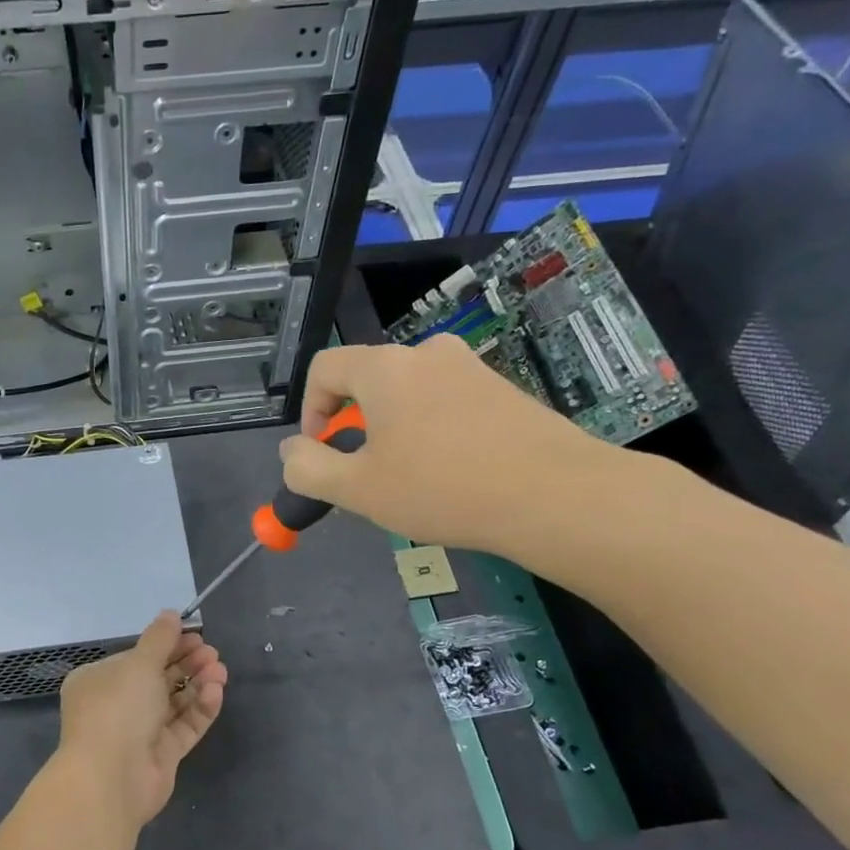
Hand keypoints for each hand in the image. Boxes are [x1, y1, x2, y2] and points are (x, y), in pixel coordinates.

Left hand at [57, 612, 226, 828]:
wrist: (112, 778)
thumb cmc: (118, 708)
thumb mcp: (139, 663)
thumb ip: (160, 638)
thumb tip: (171, 613)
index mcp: (99, 680)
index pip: (136, 657)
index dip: (166, 645)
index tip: (194, 634)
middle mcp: (117, 705)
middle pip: (158, 678)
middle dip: (187, 663)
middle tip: (212, 652)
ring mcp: (140, 732)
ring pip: (174, 702)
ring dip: (198, 684)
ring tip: (220, 670)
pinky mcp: (162, 755)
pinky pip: (184, 726)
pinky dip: (200, 708)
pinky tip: (216, 692)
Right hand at [278, 336, 627, 557]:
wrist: (558, 496)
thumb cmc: (443, 489)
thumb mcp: (358, 489)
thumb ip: (308, 468)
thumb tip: (291, 450)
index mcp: (385, 368)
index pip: (325, 367)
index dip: (309, 410)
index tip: (321, 451)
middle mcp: (427, 353)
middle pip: (368, 380)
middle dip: (354, 425)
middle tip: (365, 475)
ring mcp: (471, 368)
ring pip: (409, 394)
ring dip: (394, 430)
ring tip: (411, 480)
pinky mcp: (505, 389)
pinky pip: (448, 403)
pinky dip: (433, 431)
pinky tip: (453, 474)